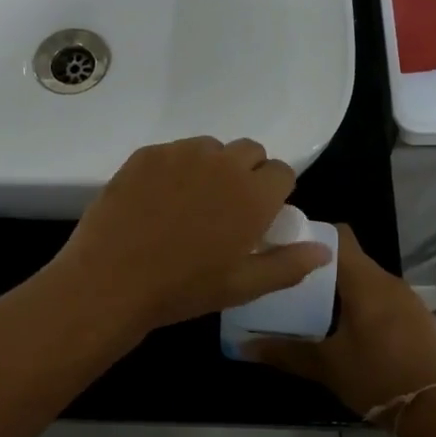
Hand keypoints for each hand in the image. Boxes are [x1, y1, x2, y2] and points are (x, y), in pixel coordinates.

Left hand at [51, 137, 333, 334]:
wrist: (111, 280)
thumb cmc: (183, 288)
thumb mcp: (242, 286)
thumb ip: (289, 264)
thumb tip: (324, 249)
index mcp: (252, 195)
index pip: (282, 172)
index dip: (273, 192)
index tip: (258, 215)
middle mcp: (222, 164)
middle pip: (250, 151)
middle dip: (246, 174)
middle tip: (226, 208)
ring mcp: (180, 154)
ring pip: (211, 148)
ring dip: (211, 167)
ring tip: (190, 203)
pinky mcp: (146, 154)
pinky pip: (174, 151)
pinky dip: (175, 168)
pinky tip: (158, 200)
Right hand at [242, 226, 435, 417]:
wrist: (434, 411)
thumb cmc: (374, 376)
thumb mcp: (324, 366)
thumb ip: (284, 351)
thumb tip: (242, 347)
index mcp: (365, 282)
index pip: (338, 236)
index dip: (312, 236)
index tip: (287, 250)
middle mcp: (389, 281)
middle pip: (351, 259)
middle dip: (322, 269)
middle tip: (292, 285)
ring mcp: (409, 299)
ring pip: (368, 280)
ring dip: (344, 289)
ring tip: (316, 308)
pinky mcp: (419, 319)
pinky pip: (385, 299)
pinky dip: (365, 305)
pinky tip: (350, 331)